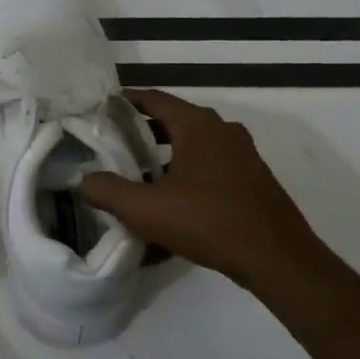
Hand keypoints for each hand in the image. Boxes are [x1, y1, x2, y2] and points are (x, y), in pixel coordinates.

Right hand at [80, 88, 329, 302]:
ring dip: (163, 159)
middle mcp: (222, 131)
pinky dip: (185, 178)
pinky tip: (169, 207)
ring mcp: (242, 156)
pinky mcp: (251, 181)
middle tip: (110, 148)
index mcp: (198, 125)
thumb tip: (82, 180)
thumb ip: (106, 190)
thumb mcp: (145, 209)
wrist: (277, 259)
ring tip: (135, 179)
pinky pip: (208, 170)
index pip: (154, 99)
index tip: (99, 111)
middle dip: (140, 134)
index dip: (124, 102)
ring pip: (191, 148)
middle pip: (172, 122)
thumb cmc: (208, 222)